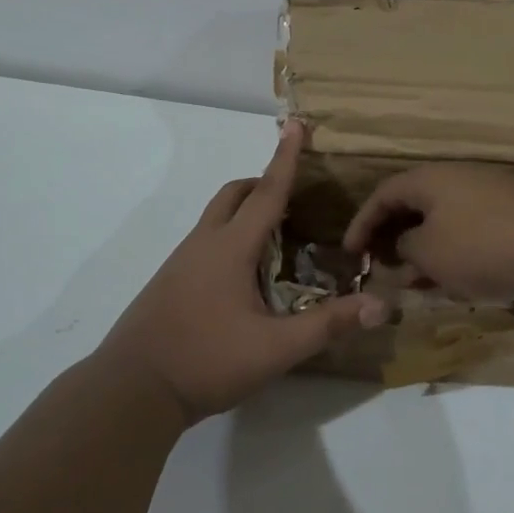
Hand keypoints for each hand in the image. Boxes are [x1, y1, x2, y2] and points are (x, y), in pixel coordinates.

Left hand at [100, 122, 386, 422]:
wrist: (131, 389)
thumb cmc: (206, 361)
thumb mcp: (275, 348)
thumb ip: (328, 325)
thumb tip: (382, 306)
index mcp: (231, 247)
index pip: (267, 192)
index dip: (286, 158)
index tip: (295, 124)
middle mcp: (204, 244)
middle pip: (234, 195)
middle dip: (262, 182)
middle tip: (293, 193)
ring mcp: (181, 262)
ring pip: (217, 217)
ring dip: (245, 211)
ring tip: (277, 236)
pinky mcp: (170, 282)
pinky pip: (206, 240)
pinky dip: (231, 236)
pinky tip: (244, 275)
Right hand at [343, 163, 513, 303]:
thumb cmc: (482, 247)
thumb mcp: (430, 253)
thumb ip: (407, 247)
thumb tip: (407, 245)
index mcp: (431, 178)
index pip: (384, 194)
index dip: (362, 223)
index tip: (350, 252)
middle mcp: (460, 178)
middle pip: (416, 204)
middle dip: (395, 236)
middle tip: (384, 266)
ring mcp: (493, 194)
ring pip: (446, 219)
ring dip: (426, 249)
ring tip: (417, 281)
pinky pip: (472, 229)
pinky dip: (455, 252)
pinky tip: (458, 280)